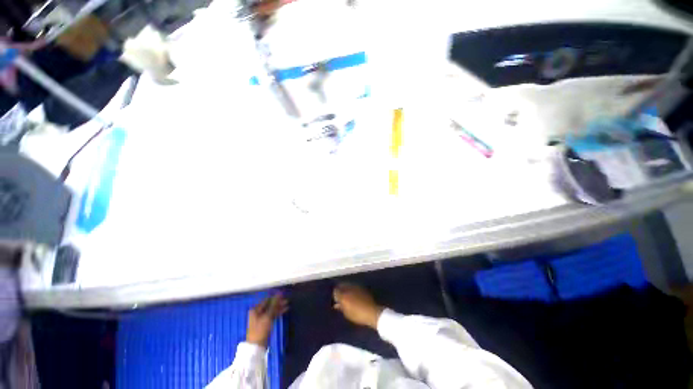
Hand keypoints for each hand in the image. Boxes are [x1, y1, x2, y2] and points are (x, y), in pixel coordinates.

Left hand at [247, 294, 287, 346]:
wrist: (257, 346)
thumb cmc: (261, 330)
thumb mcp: (268, 316)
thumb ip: (274, 305)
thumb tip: (279, 294)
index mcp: (256, 309)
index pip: (267, 300)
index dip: (275, 297)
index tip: (283, 295)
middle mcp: (258, 312)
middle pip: (269, 305)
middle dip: (278, 303)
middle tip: (287, 301)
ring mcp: (261, 318)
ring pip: (272, 310)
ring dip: (279, 307)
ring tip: (288, 305)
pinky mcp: (265, 323)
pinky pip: (272, 315)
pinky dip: (278, 312)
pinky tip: (285, 310)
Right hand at [333, 283, 383, 328]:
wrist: (372, 312)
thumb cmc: (358, 315)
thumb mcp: (347, 313)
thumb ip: (341, 307)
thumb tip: (336, 304)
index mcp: (344, 295)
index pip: (336, 291)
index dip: (335, 294)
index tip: (335, 299)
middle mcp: (349, 288)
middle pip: (342, 285)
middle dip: (340, 289)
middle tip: (339, 296)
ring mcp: (356, 286)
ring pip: (348, 285)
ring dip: (346, 288)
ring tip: (346, 295)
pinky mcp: (362, 287)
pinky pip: (354, 286)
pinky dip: (352, 289)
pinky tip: (353, 295)